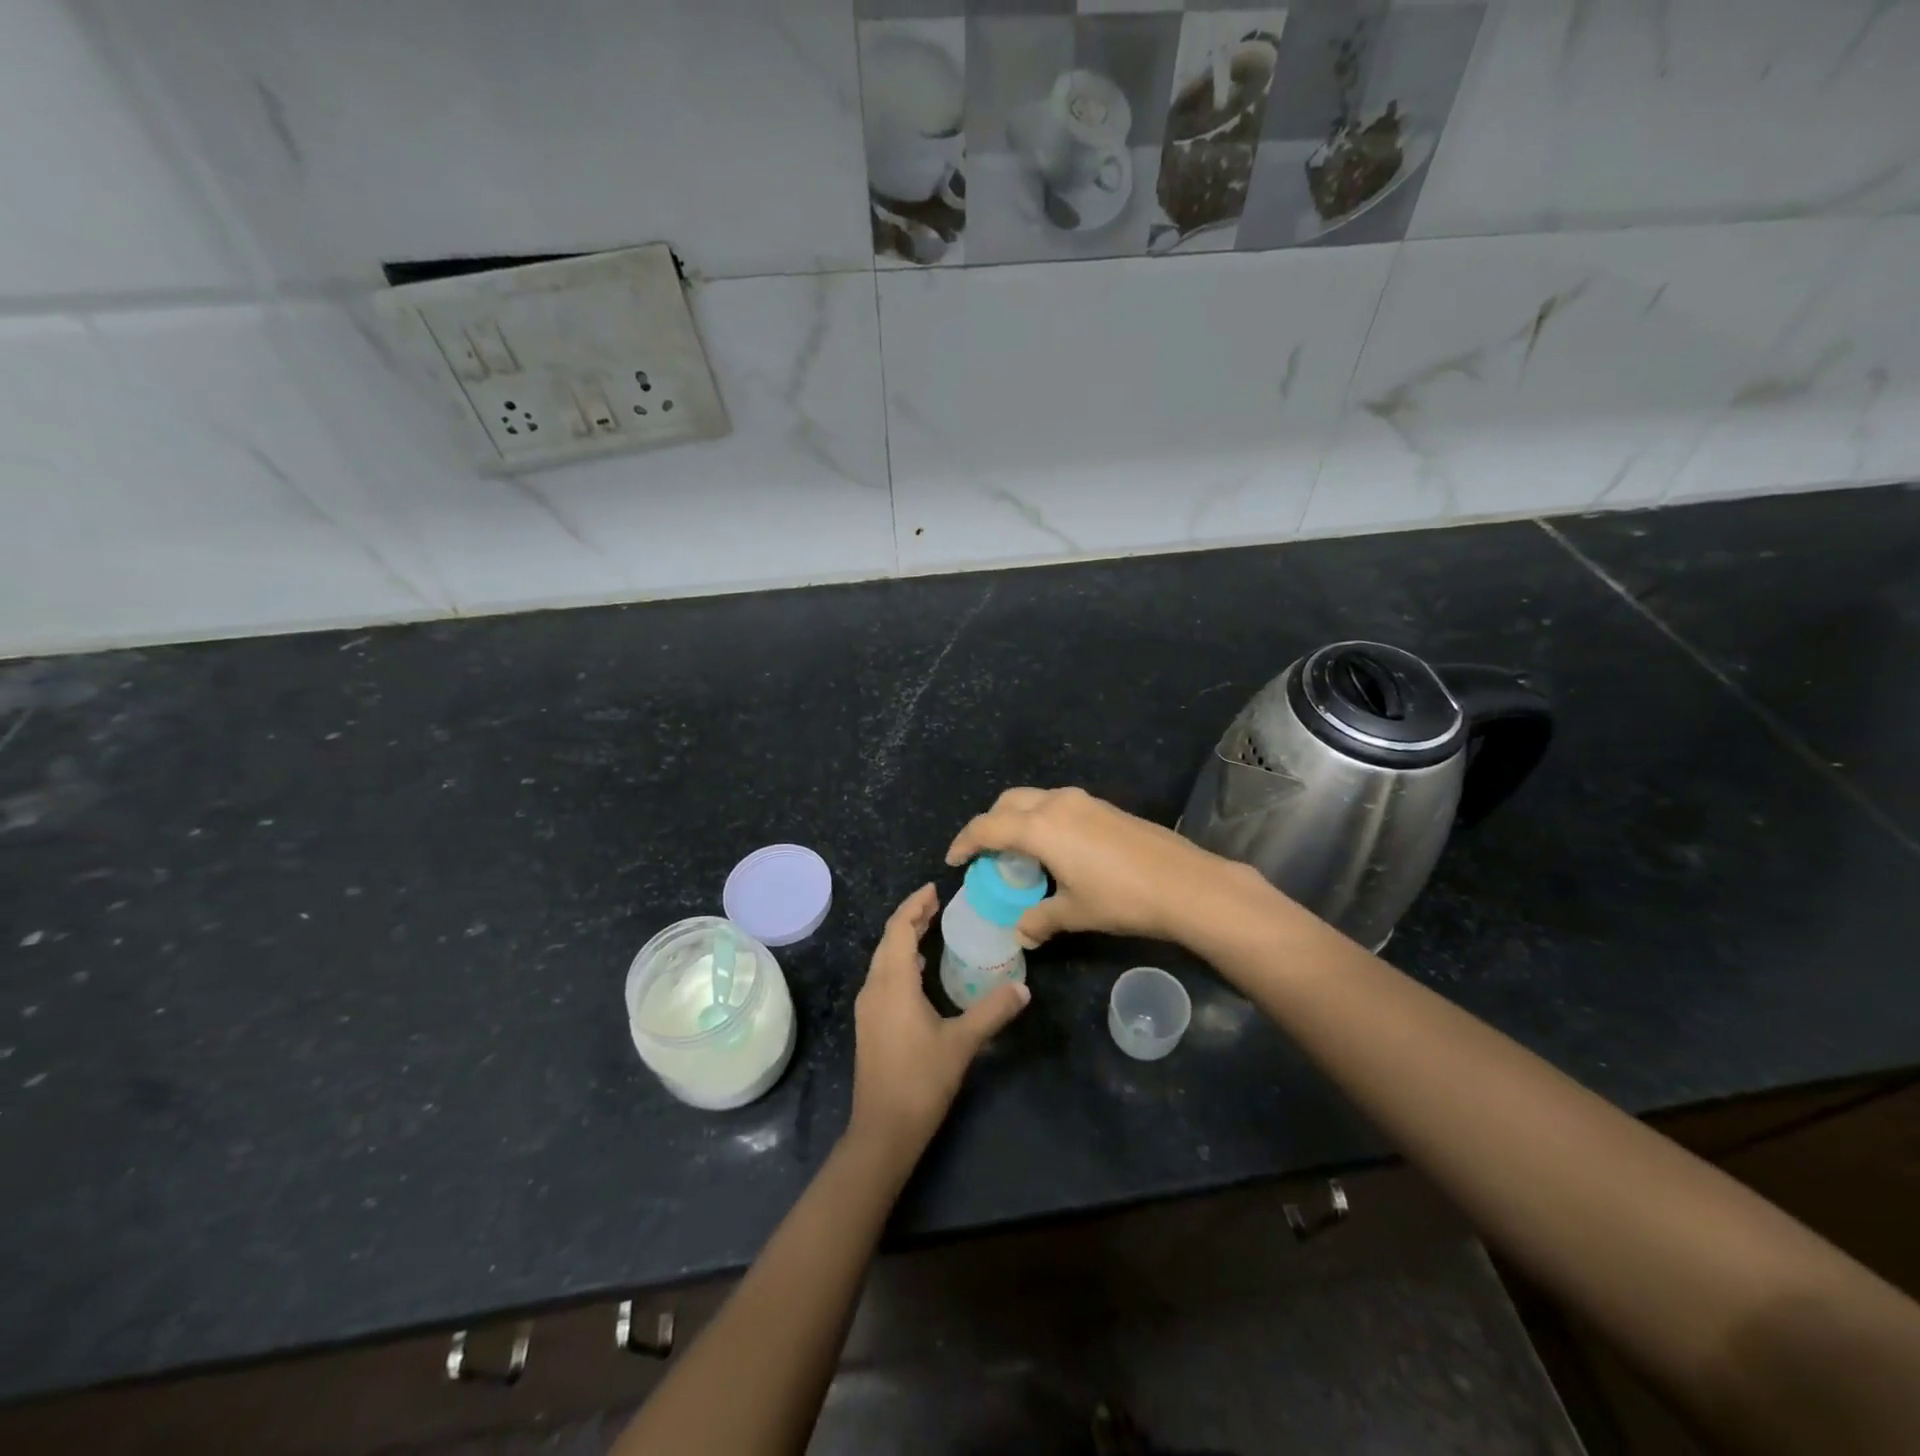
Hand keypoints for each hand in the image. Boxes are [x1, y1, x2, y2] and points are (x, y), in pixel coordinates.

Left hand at [847, 884, 1029, 1161]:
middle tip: (937, 904)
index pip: (898, 929)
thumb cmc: (921, 1081)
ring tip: (930, 928)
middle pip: (888, 941)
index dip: (914, 906)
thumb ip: (992, 1012)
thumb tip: (1023, 989)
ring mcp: (868, 1008)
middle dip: (910, 918)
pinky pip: (883, 978)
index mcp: (893, 984)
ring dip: (903, 939)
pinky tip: (919, 970)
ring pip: (883, 960)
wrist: (883, 1130)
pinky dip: (900, 961)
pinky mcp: (869, 1025)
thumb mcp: (962, 1043)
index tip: (934, 889)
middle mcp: (874, 989)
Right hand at [946, 787, 1251, 949]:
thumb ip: (1040, 919)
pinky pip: (1058, 805)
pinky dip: (1042, 820)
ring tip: (1018, 852)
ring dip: (1017, 819)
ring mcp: (1083, 801)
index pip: (987, 827)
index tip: (954, 860)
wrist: (1185, 884)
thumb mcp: (1075, 912)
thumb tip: (1021, 933)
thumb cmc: (1121, 898)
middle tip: (985, 854)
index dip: (965, 842)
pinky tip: (1054, 849)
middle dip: (990, 824)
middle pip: (1008, 803)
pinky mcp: (1103, 806)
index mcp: (1040, 827)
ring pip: (1034, 799)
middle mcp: (1056, 803)